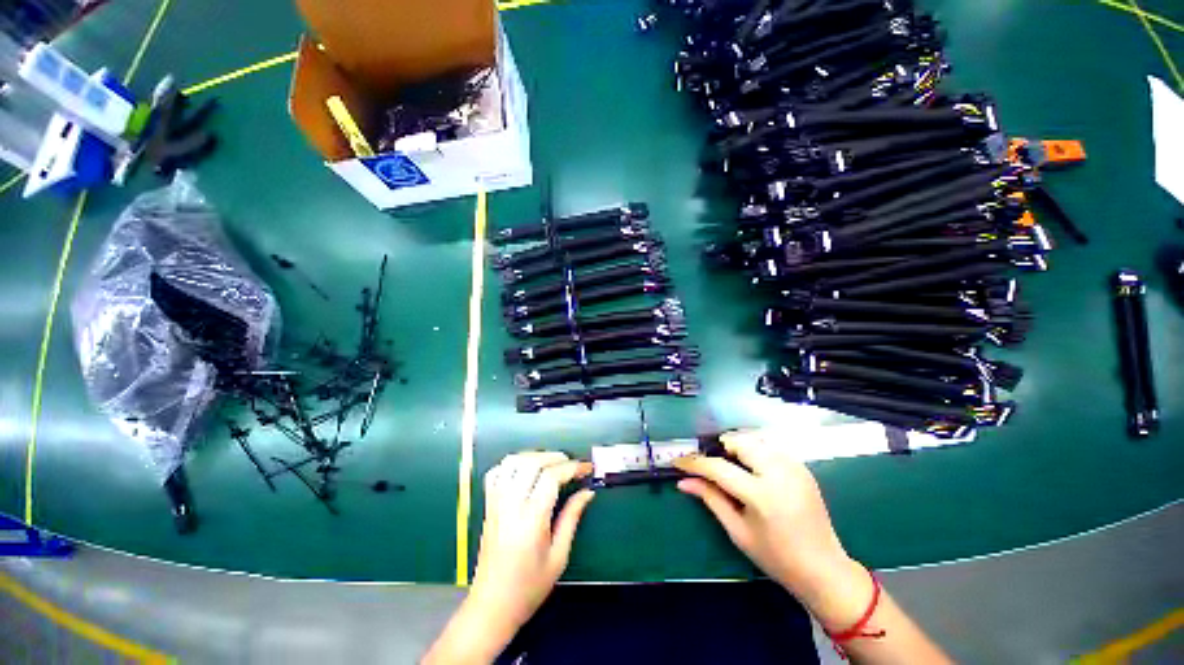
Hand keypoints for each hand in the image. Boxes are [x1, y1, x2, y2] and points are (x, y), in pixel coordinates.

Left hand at [470, 451, 595, 631]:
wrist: (491, 606)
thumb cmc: (529, 587)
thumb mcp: (559, 556)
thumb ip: (572, 518)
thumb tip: (587, 492)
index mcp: (531, 519)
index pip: (551, 477)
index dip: (572, 467)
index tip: (586, 468)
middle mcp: (511, 505)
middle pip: (532, 463)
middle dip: (555, 457)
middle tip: (571, 464)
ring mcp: (496, 503)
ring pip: (512, 462)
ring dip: (534, 456)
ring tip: (551, 463)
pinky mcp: (488, 506)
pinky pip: (496, 473)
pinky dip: (512, 464)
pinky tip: (525, 471)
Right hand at [673, 432, 867, 622]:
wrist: (824, 569)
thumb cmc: (776, 557)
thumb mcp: (738, 531)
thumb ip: (710, 499)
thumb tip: (683, 482)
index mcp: (762, 495)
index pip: (718, 467)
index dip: (694, 463)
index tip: (678, 462)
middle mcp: (779, 473)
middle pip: (738, 442)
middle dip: (718, 448)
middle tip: (709, 465)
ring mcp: (794, 467)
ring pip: (754, 439)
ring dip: (736, 447)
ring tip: (729, 466)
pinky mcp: (802, 467)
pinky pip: (770, 446)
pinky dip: (754, 450)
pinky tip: (751, 469)